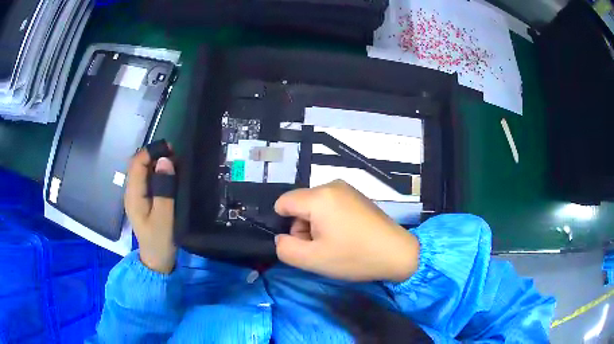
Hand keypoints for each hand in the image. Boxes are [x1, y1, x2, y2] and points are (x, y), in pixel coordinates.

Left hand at [125, 147, 176, 273]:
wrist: (156, 260)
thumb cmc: (160, 240)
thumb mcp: (165, 217)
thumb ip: (164, 189)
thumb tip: (165, 161)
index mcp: (133, 195)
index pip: (137, 163)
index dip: (151, 151)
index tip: (171, 149)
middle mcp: (130, 192)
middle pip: (137, 164)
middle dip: (154, 155)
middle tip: (176, 156)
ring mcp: (135, 196)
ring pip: (142, 170)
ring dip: (156, 163)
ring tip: (175, 164)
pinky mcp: (141, 200)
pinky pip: (146, 179)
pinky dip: (156, 172)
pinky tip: (168, 176)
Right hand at [274, 180, 419, 281]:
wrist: (398, 253)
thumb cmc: (354, 256)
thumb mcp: (313, 259)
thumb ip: (285, 248)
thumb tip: (281, 237)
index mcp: (319, 196)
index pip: (283, 202)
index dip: (284, 225)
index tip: (301, 242)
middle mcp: (332, 185)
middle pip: (300, 205)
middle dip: (303, 227)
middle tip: (321, 248)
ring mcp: (347, 189)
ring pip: (315, 206)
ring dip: (317, 226)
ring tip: (335, 243)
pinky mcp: (357, 196)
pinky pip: (331, 205)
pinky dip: (330, 221)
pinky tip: (346, 236)